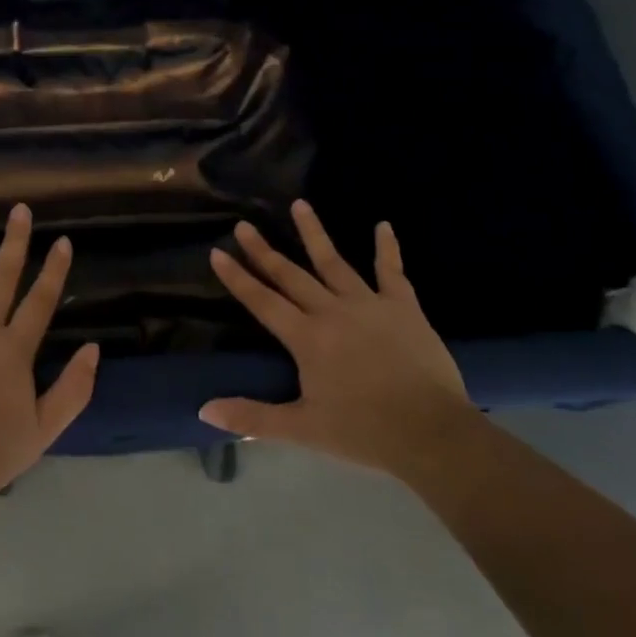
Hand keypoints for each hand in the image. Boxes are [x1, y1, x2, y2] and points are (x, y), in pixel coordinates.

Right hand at [200, 199, 477, 475]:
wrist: (431, 432)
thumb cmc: (364, 431)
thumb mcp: (302, 429)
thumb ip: (253, 418)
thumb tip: (204, 411)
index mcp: (306, 338)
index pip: (262, 302)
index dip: (238, 278)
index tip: (218, 252)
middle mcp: (332, 311)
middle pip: (291, 275)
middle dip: (264, 250)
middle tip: (244, 224)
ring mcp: (369, 304)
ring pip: (334, 262)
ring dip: (314, 233)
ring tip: (299, 204)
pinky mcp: (403, 307)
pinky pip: (392, 271)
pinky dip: (387, 248)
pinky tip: (383, 225)